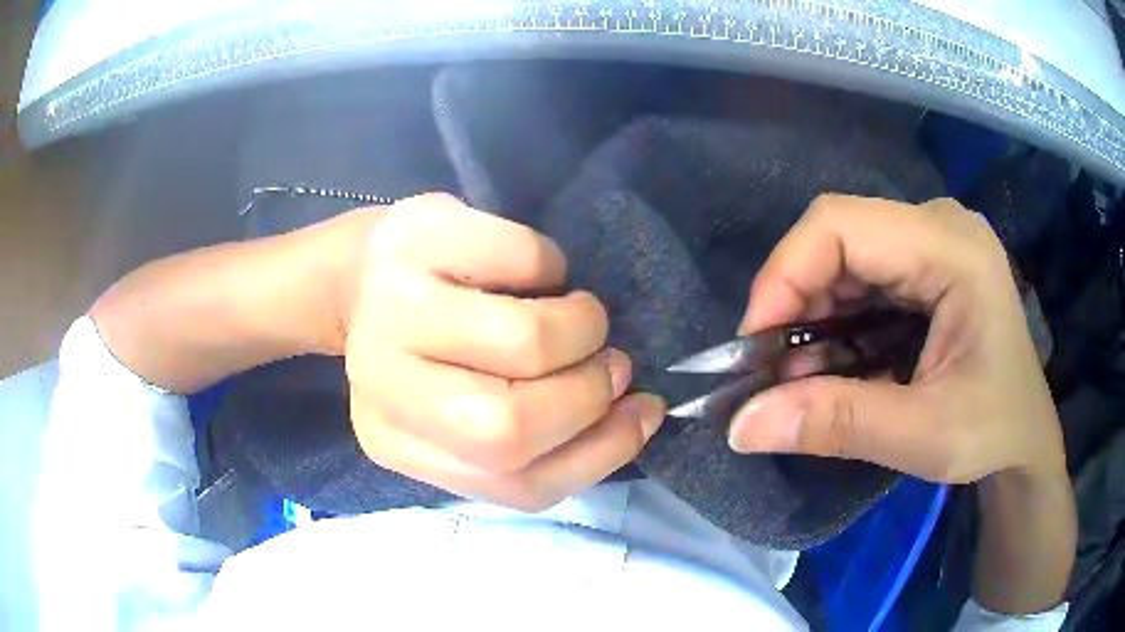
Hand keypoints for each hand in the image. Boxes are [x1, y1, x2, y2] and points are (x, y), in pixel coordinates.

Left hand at [342, 194, 665, 510]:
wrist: (362, 268)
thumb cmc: (427, 343)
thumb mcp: (464, 408)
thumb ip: (539, 433)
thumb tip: (637, 414)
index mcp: (395, 442)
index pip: (516, 483)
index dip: (599, 452)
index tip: (641, 413)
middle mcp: (380, 383)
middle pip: (509, 427)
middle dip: (586, 393)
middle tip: (606, 362)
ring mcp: (390, 306)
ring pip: (525, 342)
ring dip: (581, 328)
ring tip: (577, 315)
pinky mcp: (415, 238)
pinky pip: (525, 258)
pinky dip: (554, 266)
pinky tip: (534, 271)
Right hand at [728, 195, 1064, 484]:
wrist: (1024, 438)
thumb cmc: (993, 432)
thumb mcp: (922, 437)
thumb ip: (838, 425)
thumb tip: (741, 426)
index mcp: (953, 248)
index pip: (842, 224)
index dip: (784, 274)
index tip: (754, 346)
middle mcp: (938, 226)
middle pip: (839, 236)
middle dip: (794, 301)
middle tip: (771, 370)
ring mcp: (932, 242)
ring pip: (844, 256)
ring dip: (811, 314)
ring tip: (798, 375)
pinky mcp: (925, 266)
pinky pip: (860, 276)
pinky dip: (833, 320)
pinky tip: (829, 362)